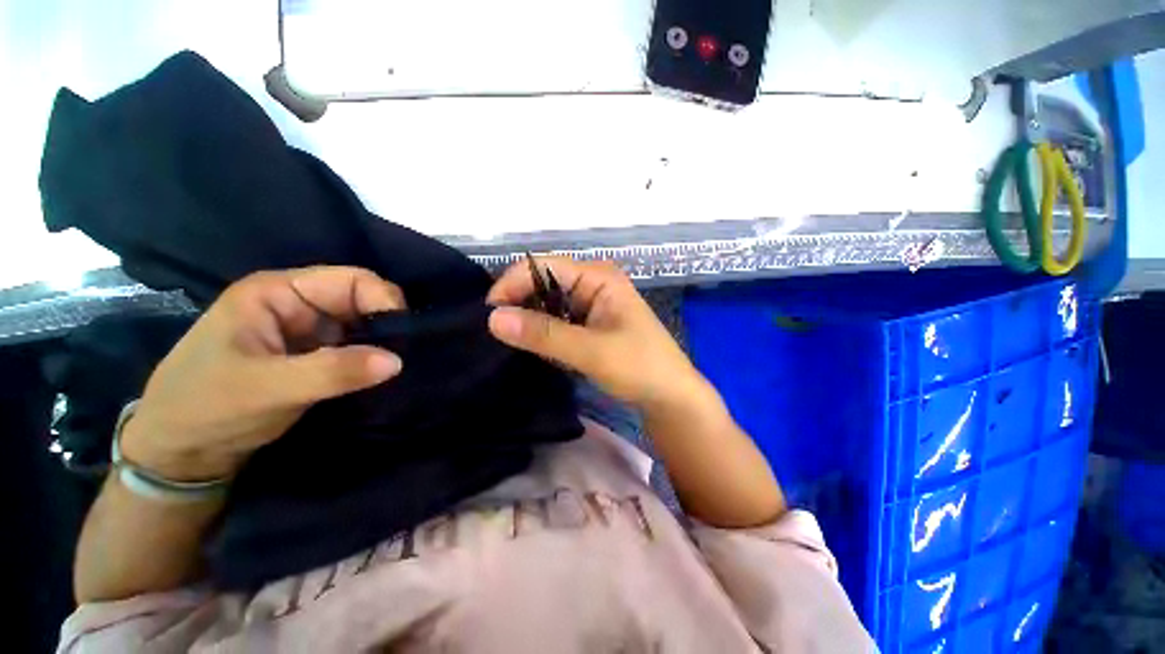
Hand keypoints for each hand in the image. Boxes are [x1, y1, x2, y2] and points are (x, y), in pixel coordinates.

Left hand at [120, 266, 405, 481]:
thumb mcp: (266, 389)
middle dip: (387, 324)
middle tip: (405, 354)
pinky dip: (373, 358)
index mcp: (278, 293)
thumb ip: (332, 371)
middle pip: (361, 300)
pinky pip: (357, 347)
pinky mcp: (315, 355)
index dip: (384, 300)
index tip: (404, 335)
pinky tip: (382, 373)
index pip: (350, 280)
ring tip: (398, 366)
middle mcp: (297, 304)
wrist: (180, 452)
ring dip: (383, 343)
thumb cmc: (206, 408)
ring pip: (363, 325)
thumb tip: (397, 361)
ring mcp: (307, 331)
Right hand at [487, 258, 705, 410]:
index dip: (512, 283)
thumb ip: (543, 334)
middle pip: (543, 282)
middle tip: (495, 331)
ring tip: (506, 339)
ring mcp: (590, 304)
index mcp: (598, 277)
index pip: (543, 266)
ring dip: (528, 319)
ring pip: (547, 303)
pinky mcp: (589, 324)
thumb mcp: (591, 351)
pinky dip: (541, 331)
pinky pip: (556, 320)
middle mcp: (592, 283)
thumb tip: (493, 319)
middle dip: (518, 302)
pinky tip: (530, 344)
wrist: (669, 395)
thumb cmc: (639, 367)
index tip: (490, 314)